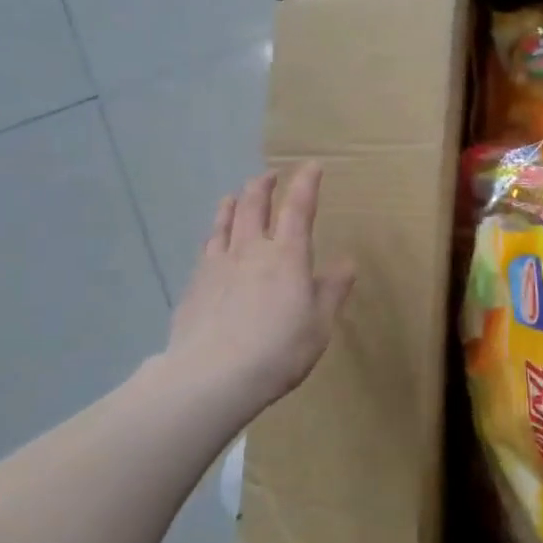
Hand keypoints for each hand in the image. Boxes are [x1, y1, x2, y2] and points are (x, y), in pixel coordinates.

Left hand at [163, 164, 355, 418]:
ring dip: (233, 203)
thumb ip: (332, 290)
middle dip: (264, 185)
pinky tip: (213, 239)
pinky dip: (214, 232)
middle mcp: (250, 250)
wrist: (213, 376)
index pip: (298, 208)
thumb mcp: (319, 324)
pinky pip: (206, 247)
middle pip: (254, 205)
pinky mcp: (195, 284)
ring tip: (235, 195)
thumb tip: (347, 262)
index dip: (305, 184)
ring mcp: (218, 265)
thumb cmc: (279, 351)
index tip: (312, 165)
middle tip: (270, 175)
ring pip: (225, 222)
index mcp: (287, 256)